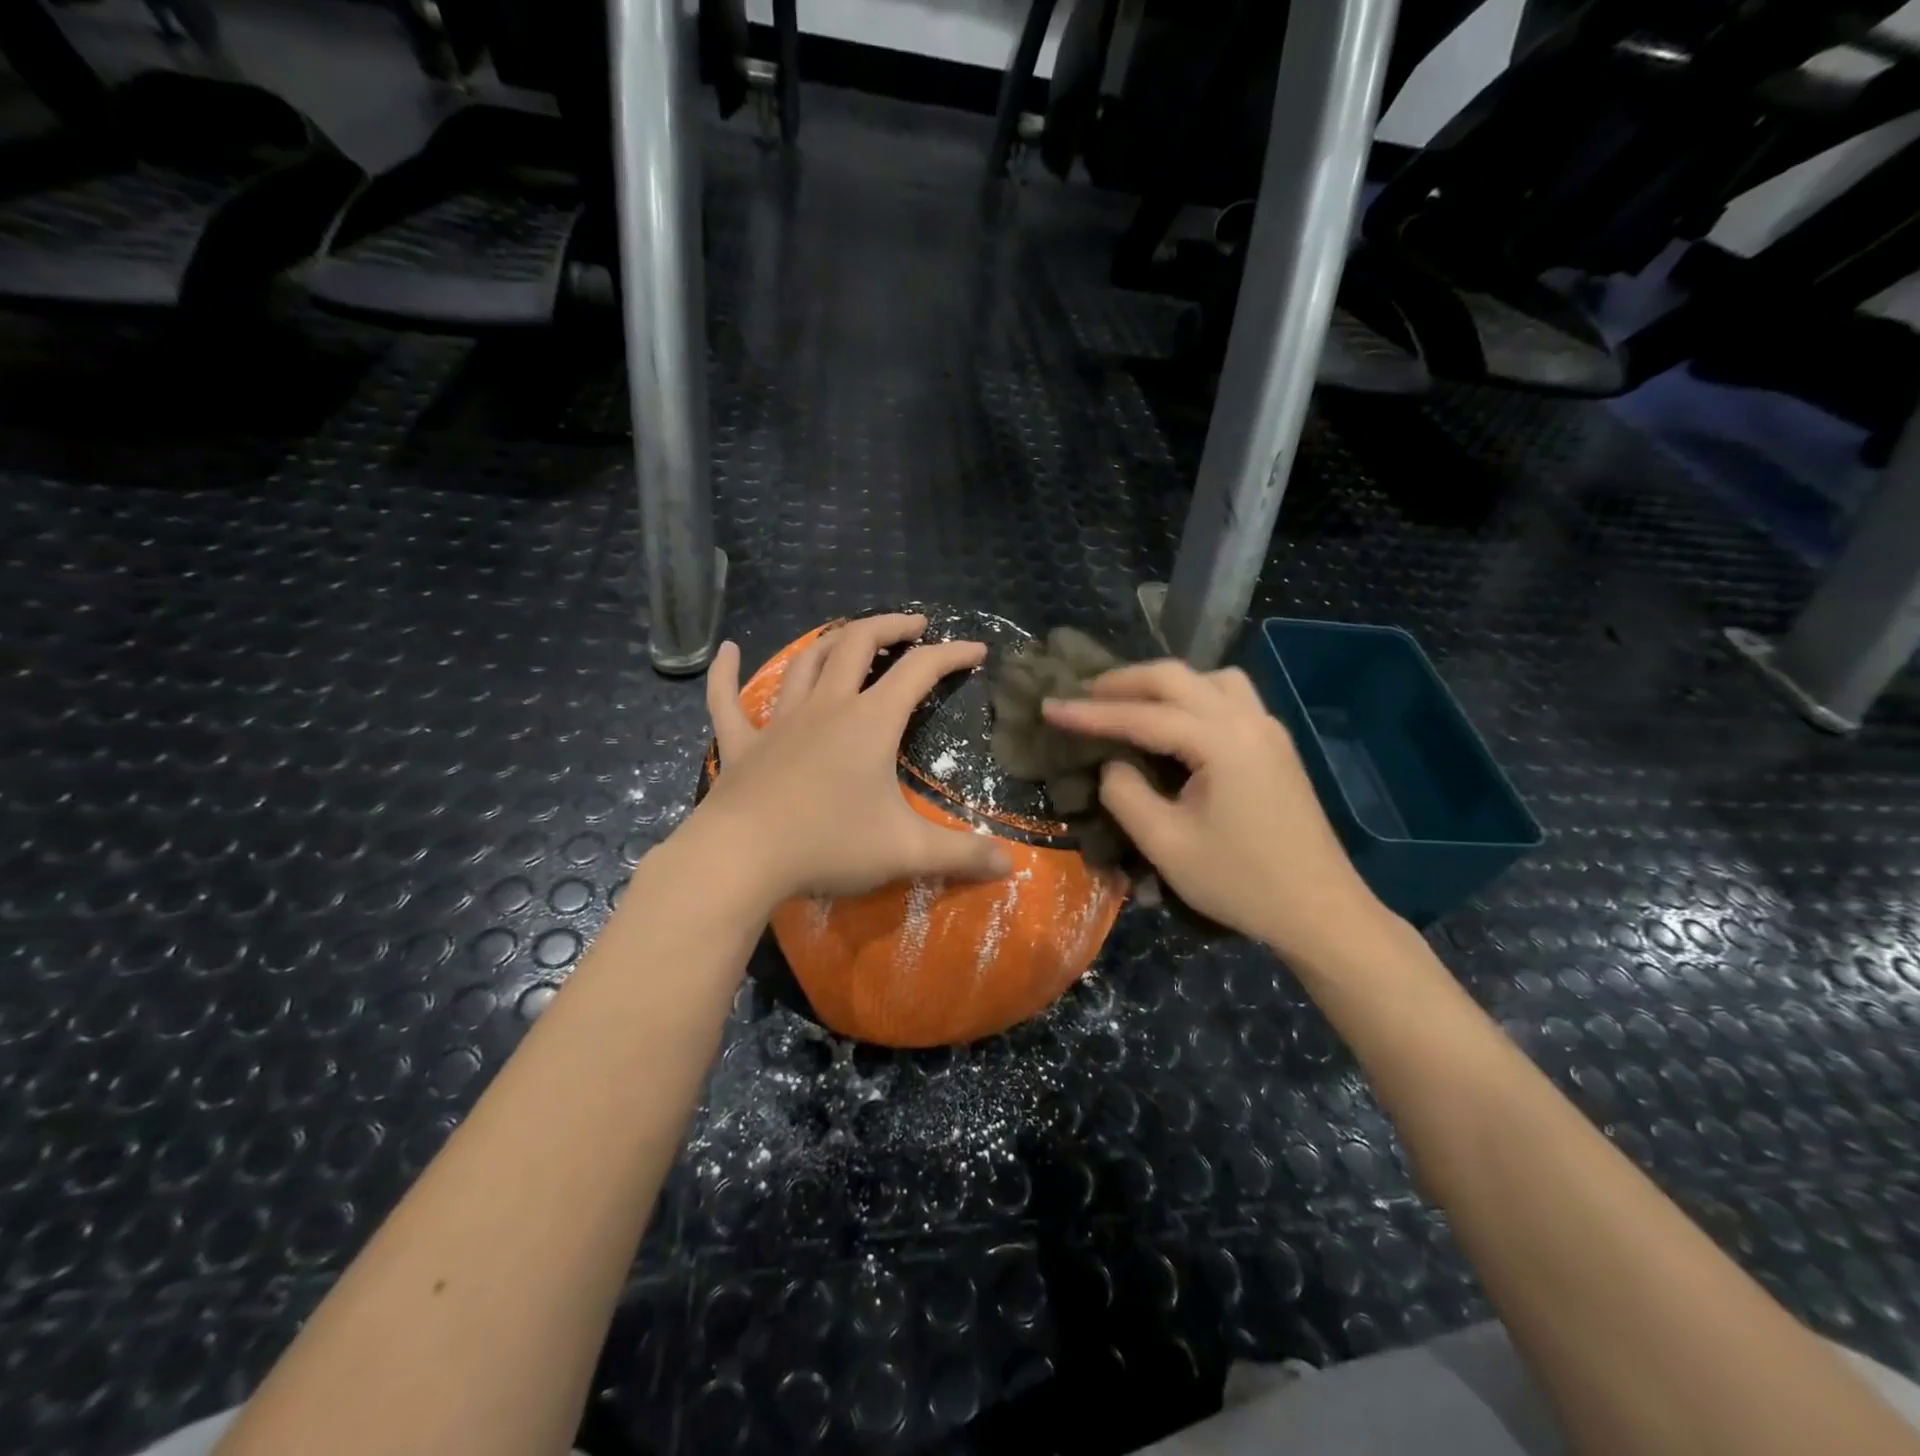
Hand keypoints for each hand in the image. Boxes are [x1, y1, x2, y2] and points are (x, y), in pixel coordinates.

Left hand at [696, 613, 1012, 903]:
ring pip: (805, 663)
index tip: (977, 650)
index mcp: (870, 722)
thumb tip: (1009, 865)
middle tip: (914, 625)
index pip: (919, 671)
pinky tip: (727, 651)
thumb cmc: (828, 845)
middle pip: (858, 644)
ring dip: (832, 642)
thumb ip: (962, 855)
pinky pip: (727, 700)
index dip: (952, 654)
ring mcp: (779, 721)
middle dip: (891, 627)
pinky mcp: (742, 744)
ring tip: (852, 637)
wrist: (742, 858)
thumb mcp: (906, 851)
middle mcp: (826, 707)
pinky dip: (726, 674)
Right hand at [1042, 660, 1391, 961]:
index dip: (1089, 712)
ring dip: (1163, 683)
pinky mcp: (1274, 744)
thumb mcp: (1166, 845)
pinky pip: (1228, 697)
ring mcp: (1267, 728)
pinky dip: (1192, 695)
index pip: (1141, 716)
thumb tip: (1113, 764)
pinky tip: (1174, 722)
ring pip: (1208, 678)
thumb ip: (1125, 794)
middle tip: (1082, 696)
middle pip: (1176, 677)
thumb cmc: (1240, 883)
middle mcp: (1247, 720)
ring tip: (1128, 704)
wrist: (1320, 911)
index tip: (1048, 707)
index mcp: (1221, 742)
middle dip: (1123, 682)